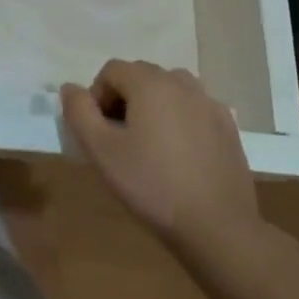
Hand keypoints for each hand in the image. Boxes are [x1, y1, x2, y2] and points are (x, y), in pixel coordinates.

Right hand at [61, 60, 271, 277]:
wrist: (218, 227)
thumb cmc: (152, 185)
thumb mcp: (101, 151)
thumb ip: (79, 112)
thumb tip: (70, 88)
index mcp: (150, 83)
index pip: (111, 70)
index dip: (97, 96)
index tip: (98, 131)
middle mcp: (182, 83)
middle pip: (141, 75)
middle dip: (124, 98)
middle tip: (119, 138)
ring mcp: (209, 104)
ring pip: (170, 89)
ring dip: (153, 105)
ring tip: (149, 142)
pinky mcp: (228, 128)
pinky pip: (194, 109)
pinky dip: (180, 119)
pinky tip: (179, 154)